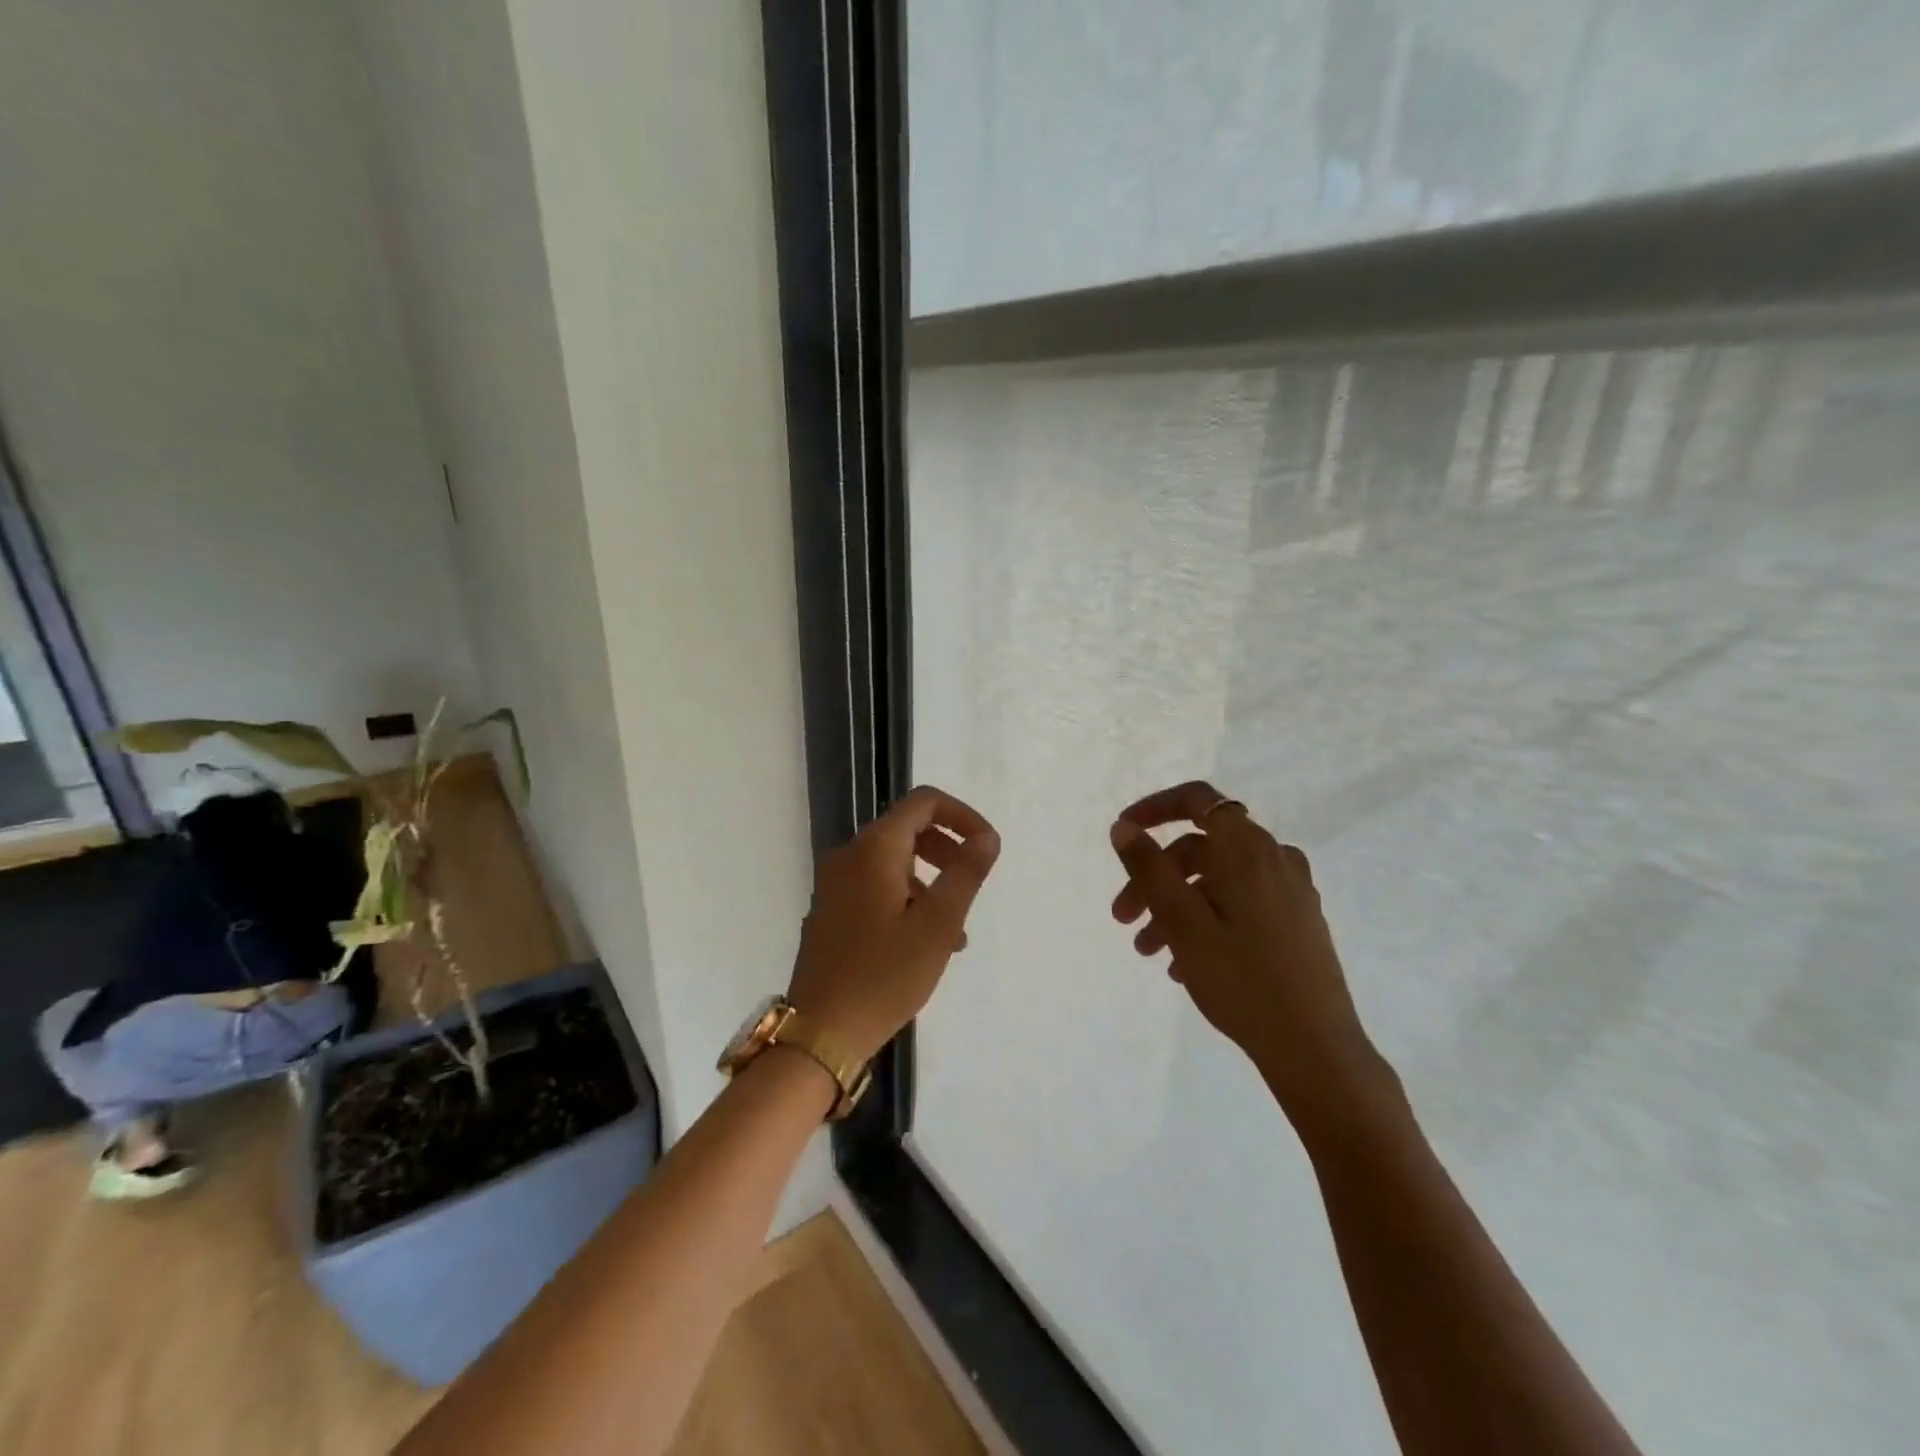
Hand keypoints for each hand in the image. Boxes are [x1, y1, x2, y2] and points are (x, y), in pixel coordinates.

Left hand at [788, 786, 1000, 1066]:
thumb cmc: (885, 974)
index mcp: (874, 848)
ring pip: (894, 863)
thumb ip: (966, 873)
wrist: (821, 1032)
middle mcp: (849, 855)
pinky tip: (925, 944)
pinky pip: (876, 887)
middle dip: (947, 850)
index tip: (986, 847)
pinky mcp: (831, 911)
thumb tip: (986, 837)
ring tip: (956, 932)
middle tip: (971, 884)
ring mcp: (835, 884)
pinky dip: (907, 899)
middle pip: (908, 829)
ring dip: (930, 882)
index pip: (924, 802)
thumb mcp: (938, 924)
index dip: (962, 816)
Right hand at [1109, 781, 1390, 1129]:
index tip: (1124, 833)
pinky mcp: (1297, 922)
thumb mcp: (1183, 923)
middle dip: (1155, 877)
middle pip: (1201, 849)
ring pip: (1217, 881)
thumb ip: (1149, 869)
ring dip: (1176, 905)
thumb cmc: (1243, 981)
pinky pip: (1240, 904)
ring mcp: (1290, 892)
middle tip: (1122, 918)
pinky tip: (1184, 963)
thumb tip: (1124, 828)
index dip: (1156, 809)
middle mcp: (1273, 860)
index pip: (1198, 800)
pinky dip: (1206, 919)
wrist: (1316, 1049)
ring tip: (1148, 950)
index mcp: (1248, 851)